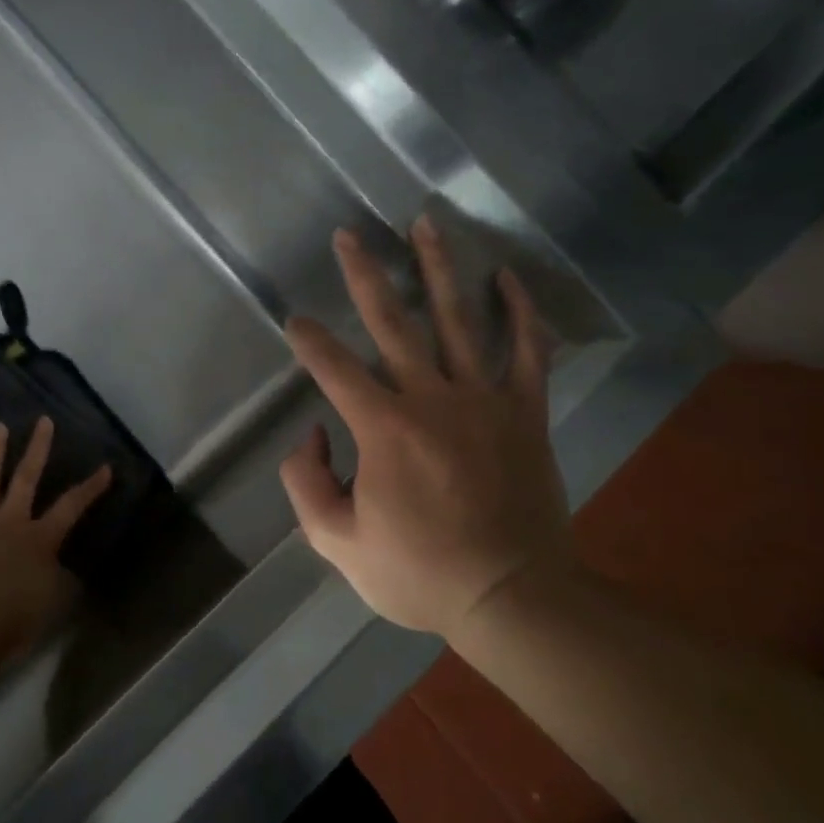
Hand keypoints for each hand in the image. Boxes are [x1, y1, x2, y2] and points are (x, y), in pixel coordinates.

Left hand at [0, 417, 111, 659]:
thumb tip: (68, 570)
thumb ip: (61, 582)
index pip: (71, 507)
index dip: (90, 488)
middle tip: (43, 421)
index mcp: (39, 540)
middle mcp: (9, 524)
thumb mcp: (51, 605)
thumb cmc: (12, 622)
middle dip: (38, 449)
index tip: (105, 467)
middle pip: (26, 479)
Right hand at [280, 217, 571, 635]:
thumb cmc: (420, 573)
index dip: (309, 340)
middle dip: (365, 274)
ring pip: (460, 319)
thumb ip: (306, 485)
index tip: (295, 322)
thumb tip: (312, 436)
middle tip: (349, 235)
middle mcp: (432, 398)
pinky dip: (521, 312)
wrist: (512, 598)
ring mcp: (485, 400)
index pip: (334, 367)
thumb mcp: (337, 544)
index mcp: (384, 428)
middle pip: (394, 321)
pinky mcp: (525, 413)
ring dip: (439, 268)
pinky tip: (507, 277)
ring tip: (425, 224)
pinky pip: (528, 351)